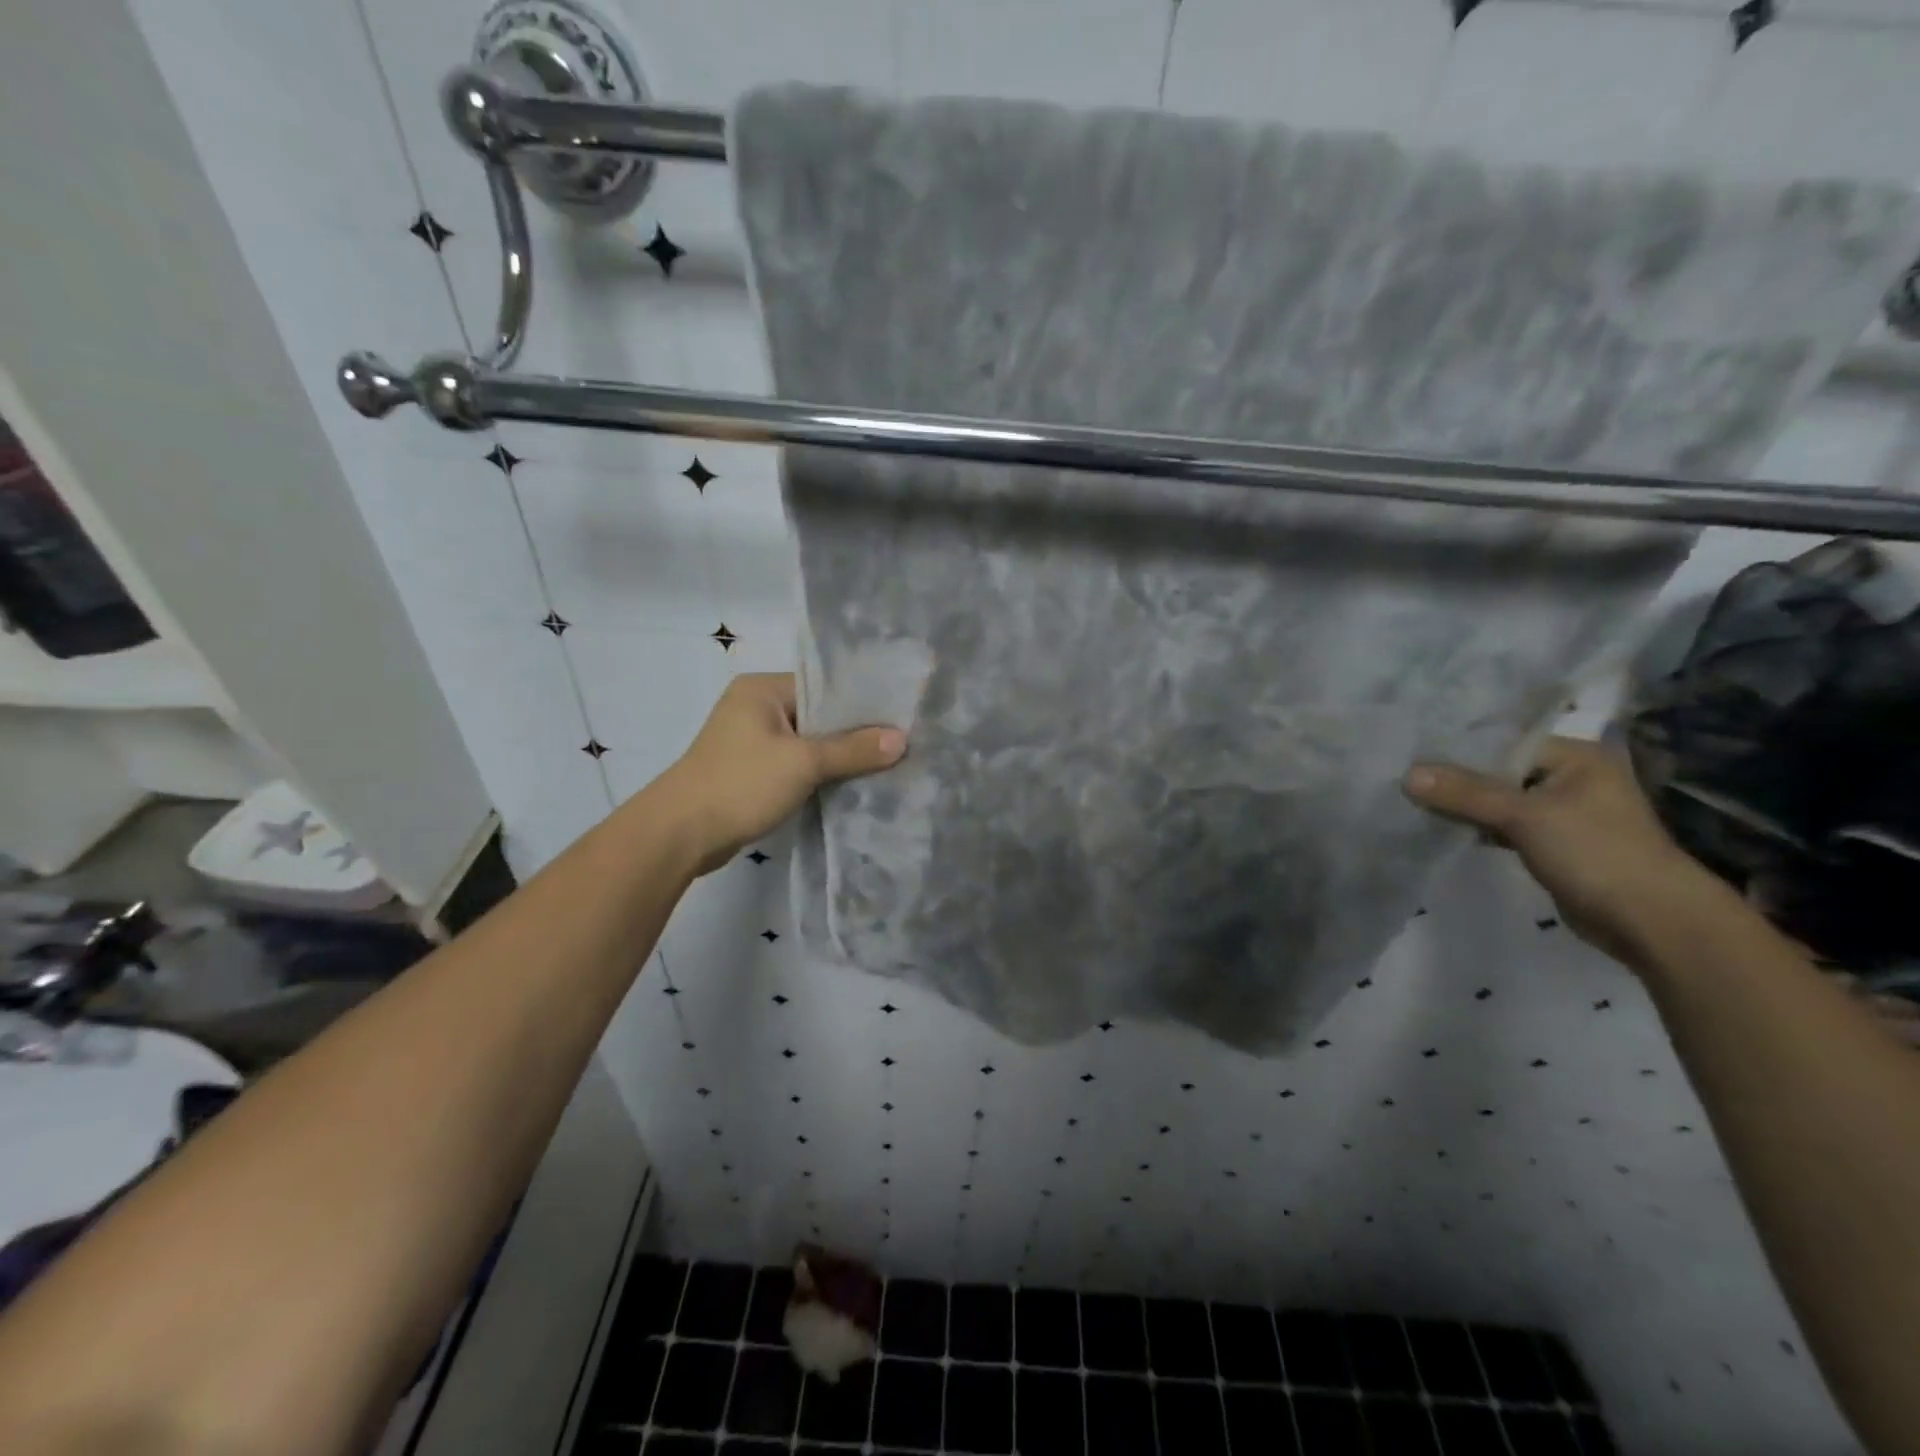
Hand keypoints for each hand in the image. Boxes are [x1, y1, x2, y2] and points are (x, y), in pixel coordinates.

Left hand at [658, 673, 905, 875]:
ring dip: (837, 756)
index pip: (824, 686)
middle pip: (818, 715)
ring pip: (808, 742)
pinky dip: (818, 773)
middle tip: (899, 743)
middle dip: (854, 732)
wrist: (679, 835)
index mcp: (762, 689)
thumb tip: (901, 739)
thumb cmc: (740, 784)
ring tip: (884, 764)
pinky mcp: (751, 770)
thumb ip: (852, 750)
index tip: (900, 717)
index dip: (862, 702)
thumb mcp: (803, 763)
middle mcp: (755, 707)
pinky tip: (850, 784)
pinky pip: (795, 763)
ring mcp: (750, 740)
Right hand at [1403, 736, 1739, 974]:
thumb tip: (1406, 774)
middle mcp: (1569, 777)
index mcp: (1574, 756)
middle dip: (1455, 778)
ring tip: (1413, 800)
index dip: (1457, 747)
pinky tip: (1443, 827)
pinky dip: (1478, 826)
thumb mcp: (1524, 816)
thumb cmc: (1596, 852)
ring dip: (1463, 804)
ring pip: (1497, 799)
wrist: (1651, 921)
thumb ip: (1465, 793)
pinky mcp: (1551, 842)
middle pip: (1497, 770)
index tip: (1410, 752)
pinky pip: (1503, 824)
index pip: (1502, 741)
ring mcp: (1561, 811)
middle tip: (1403, 777)